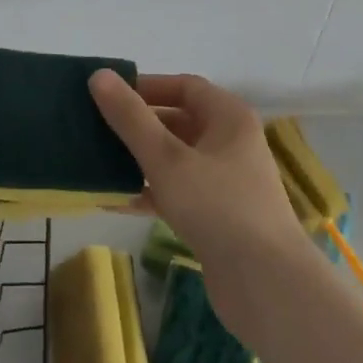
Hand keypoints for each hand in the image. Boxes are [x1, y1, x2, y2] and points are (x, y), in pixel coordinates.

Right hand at [89, 71, 311, 340]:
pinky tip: (111, 199)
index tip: (108, 94)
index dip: (146, 86)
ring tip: (95, 160)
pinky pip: (175, 191)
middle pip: (177, 121)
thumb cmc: (219, 207)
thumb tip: (98, 75)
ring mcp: (224, 181)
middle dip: (136, 124)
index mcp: (228, 117)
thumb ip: (131, 118)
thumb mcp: (167, 159)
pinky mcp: (216, 216)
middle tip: (94, 127)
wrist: (268, 287)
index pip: (183, 86)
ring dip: (138, 159)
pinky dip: (147, 191)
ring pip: (174, 158)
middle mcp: (229, 143)